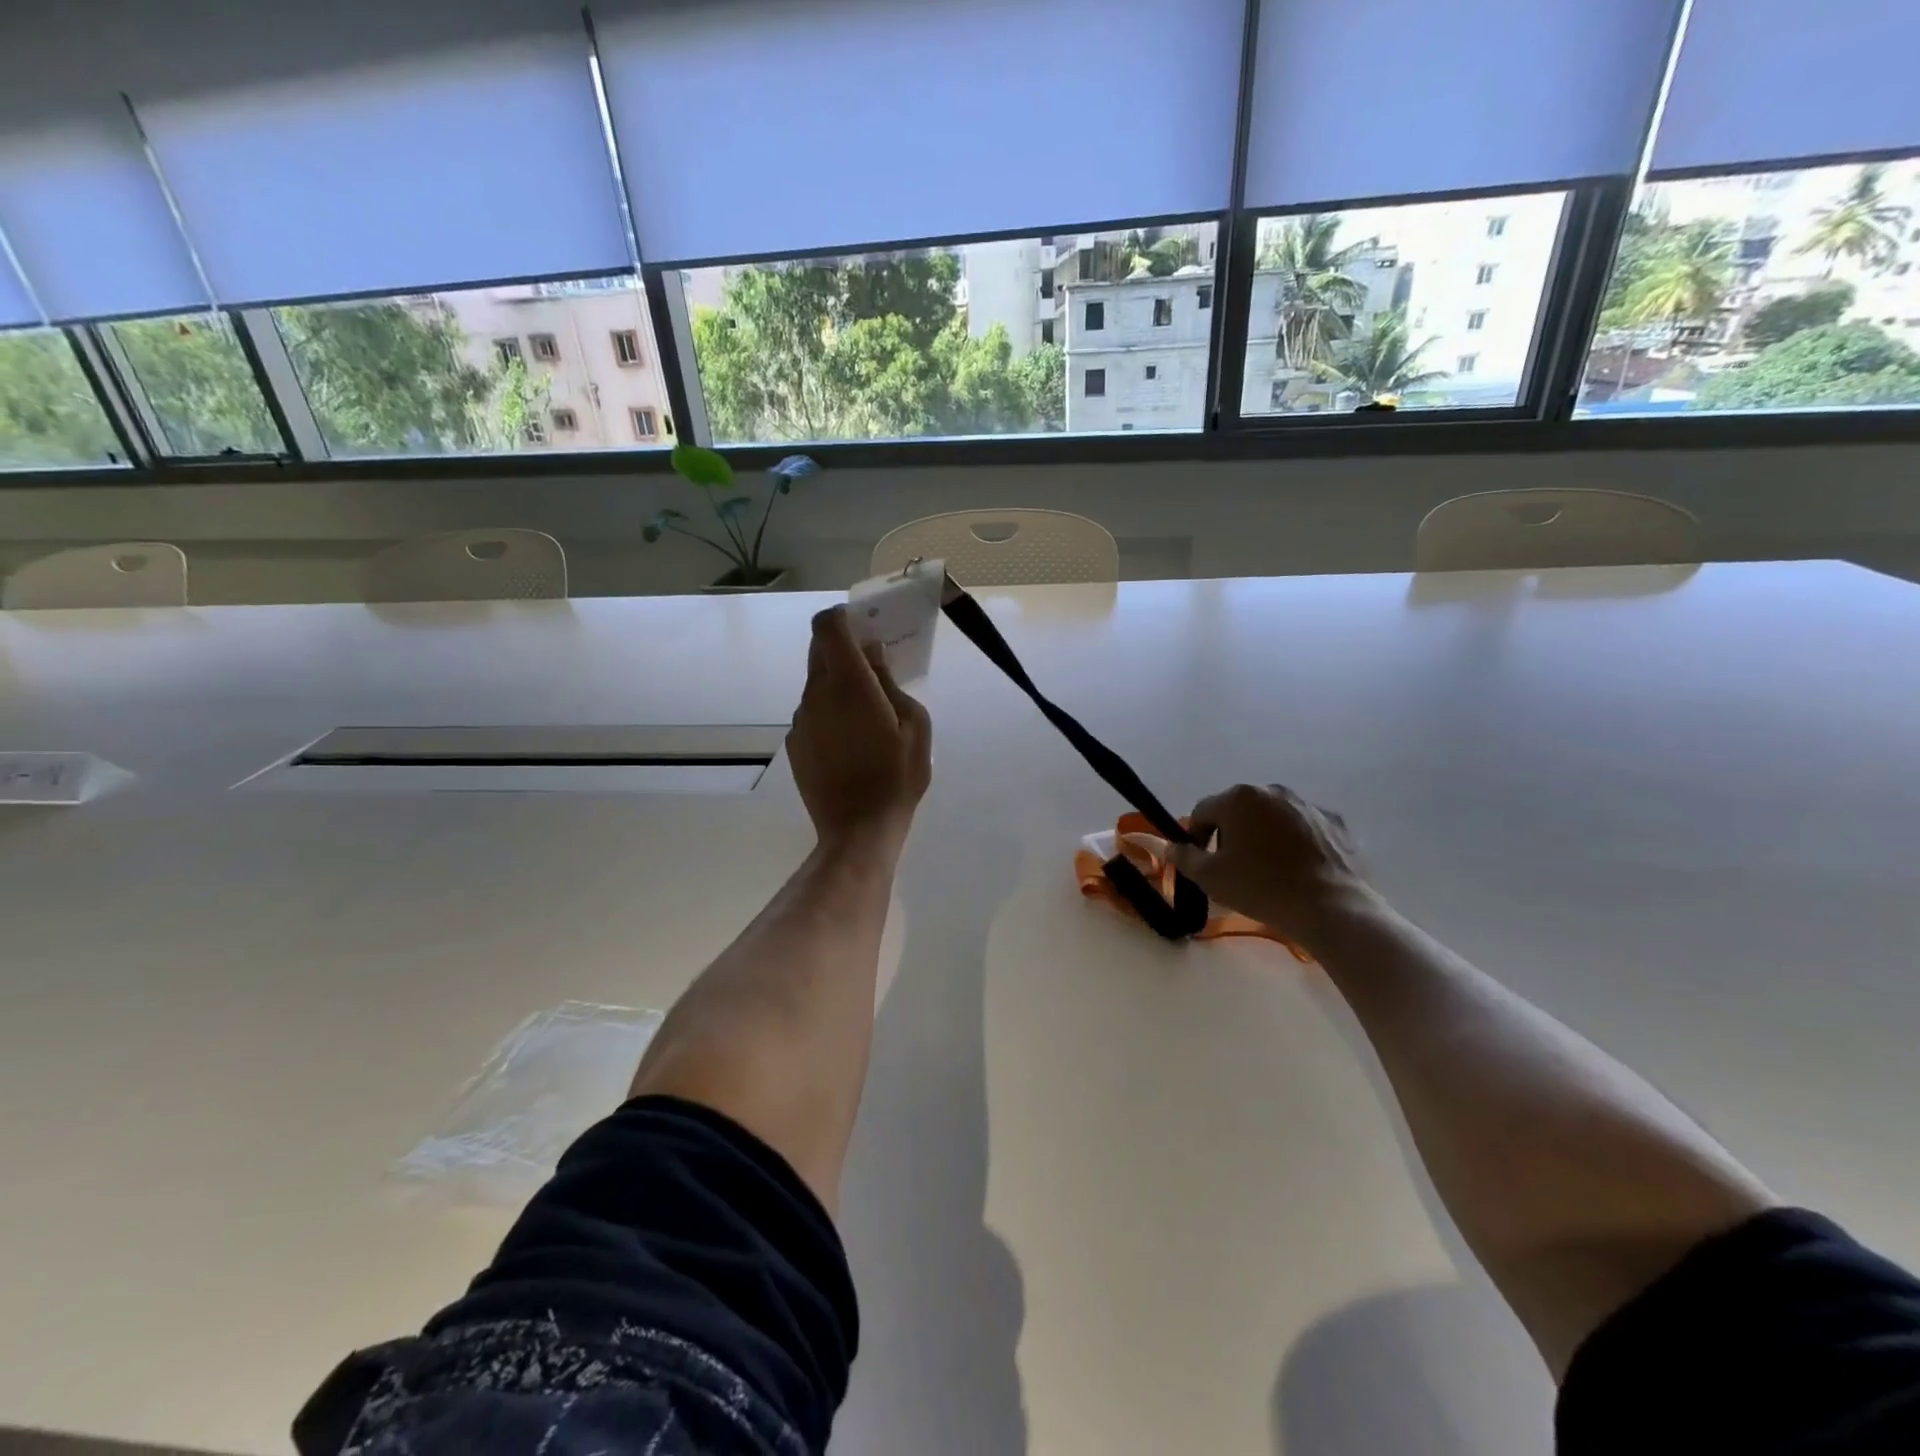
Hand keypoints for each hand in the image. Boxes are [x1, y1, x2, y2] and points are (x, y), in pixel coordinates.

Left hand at [788, 606, 931, 851]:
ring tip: (866, 718)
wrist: (858, 830)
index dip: (842, 618)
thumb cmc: (896, 776)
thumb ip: (890, 682)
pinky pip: (812, 714)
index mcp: (848, 683)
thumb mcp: (915, 725)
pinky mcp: (795, 744)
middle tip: (872, 669)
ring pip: (816, 685)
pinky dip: (829, 714)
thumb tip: (872, 655)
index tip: (863, 628)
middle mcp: (816, 694)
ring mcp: (800, 720)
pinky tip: (850, 744)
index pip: (827, 626)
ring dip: (838, 686)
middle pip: (818, 652)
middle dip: (843, 650)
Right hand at [1167, 784, 1380, 947]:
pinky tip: (1297, 870)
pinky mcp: (1335, 823)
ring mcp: (1307, 804)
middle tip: (1232, 867)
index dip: (1195, 836)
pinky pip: (1303, 828)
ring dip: (1263, 836)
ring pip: (1272, 817)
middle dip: (1230, 833)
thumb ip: (1183, 857)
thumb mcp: (1210, 877)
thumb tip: (1167, 846)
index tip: (1200, 862)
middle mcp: (1273, 791)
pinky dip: (1295, 843)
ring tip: (1267, 870)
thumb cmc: (1261, 887)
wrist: (1331, 907)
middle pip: (1239, 810)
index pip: (1203, 812)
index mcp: (1239, 798)